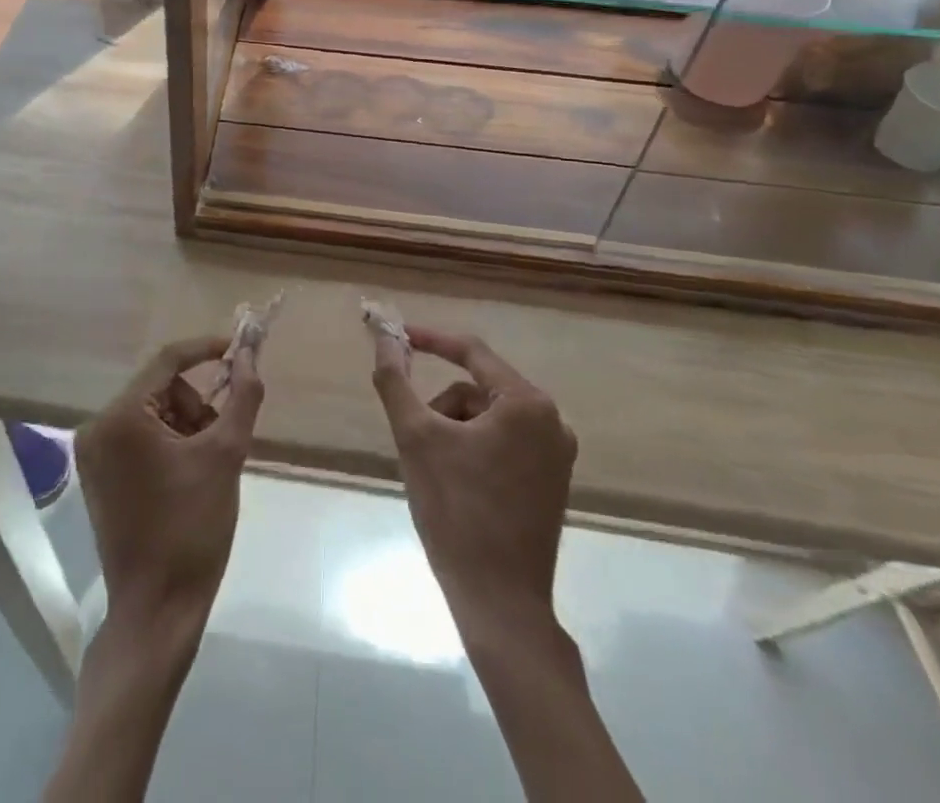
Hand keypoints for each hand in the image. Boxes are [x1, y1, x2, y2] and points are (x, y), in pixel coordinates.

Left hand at [76, 335, 264, 634]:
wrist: (157, 611)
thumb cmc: (192, 529)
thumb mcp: (226, 456)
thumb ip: (242, 397)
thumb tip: (251, 354)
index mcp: (121, 417)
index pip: (167, 360)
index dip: (206, 349)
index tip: (241, 349)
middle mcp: (98, 427)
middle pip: (160, 388)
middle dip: (197, 406)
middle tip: (222, 441)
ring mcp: (93, 453)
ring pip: (152, 413)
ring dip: (186, 427)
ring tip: (206, 468)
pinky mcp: (98, 475)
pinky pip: (139, 437)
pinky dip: (168, 444)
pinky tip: (187, 478)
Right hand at [369, 325, 576, 621]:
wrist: (499, 603)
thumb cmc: (456, 511)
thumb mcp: (415, 437)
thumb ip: (395, 381)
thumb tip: (383, 339)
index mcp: (527, 404)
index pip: (471, 352)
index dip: (430, 339)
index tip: (396, 337)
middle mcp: (552, 421)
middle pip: (477, 389)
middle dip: (441, 408)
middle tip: (415, 439)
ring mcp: (557, 455)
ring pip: (488, 417)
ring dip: (455, 430)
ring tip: (436, 471)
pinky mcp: (551, 482)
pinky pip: (503, 442)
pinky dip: (473, 449)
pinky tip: (457, 484)